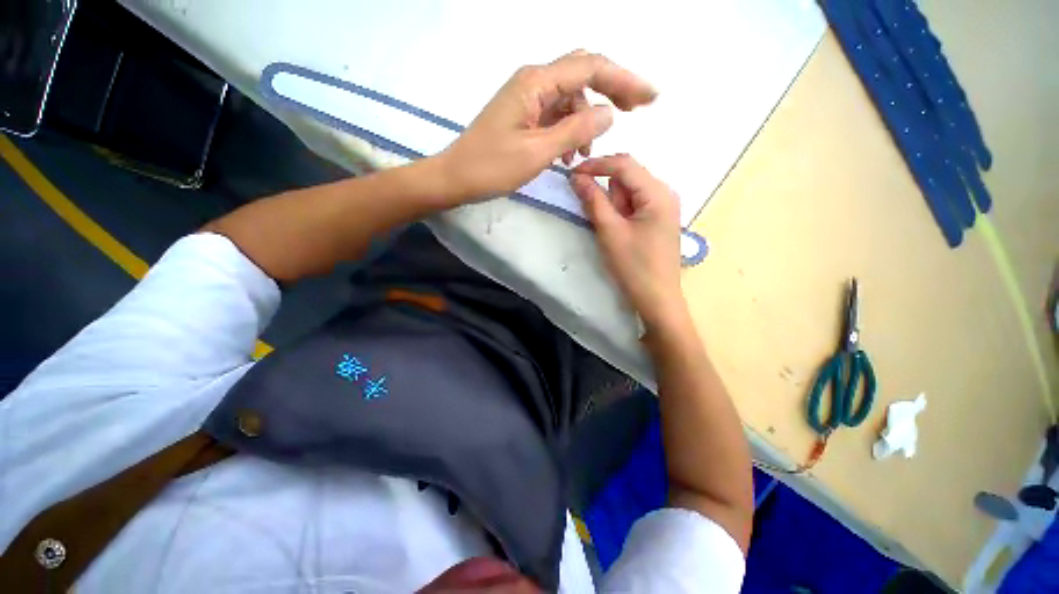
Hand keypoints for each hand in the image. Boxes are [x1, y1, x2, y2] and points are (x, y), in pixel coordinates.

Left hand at [438, 50, 655, 202]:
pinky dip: (569, 131)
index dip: (624, 80)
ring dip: (586, 120)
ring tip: (587, 153)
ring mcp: (527, 98)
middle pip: (583, 74)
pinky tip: (568, 154)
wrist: (456, 177)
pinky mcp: (523, 115)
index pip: (590, 68)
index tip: (649, 98)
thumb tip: (608, 113)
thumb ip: (575, 130)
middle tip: (635, 111)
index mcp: (536, 82)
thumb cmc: (492, 167)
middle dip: (612, 89)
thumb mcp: (537, 152)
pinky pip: (555, 115)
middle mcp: (534, 81)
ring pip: (570, 98)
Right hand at [570, 155, 685, 327]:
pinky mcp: (658, 220)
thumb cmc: (634, 266)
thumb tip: (577, 177)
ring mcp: (664, 207)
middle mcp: (665, 193)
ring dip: (614, 205)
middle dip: (607, 192)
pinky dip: (620, 212)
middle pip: (628, 177)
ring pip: (630, 192)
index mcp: (657, 193)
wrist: (657, 299)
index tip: (572, 173)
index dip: (596, 164)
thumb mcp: (610, 232)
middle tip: (599, 217)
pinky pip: (635, 205)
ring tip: (612, 231)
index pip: (624, 164)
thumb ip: (593, 201)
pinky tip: (619, 231)